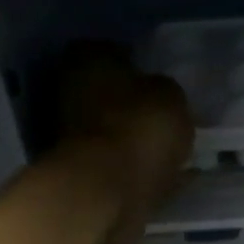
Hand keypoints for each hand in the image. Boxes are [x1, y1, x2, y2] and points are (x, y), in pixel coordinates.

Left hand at [53, 41, 195, 243]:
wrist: (108, 191)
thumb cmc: (139, 128)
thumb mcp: (171, 97)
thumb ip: (167, 91)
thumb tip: (161, 96)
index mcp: (88, 59)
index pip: (115, 51)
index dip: (140, 65)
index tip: (161, 83)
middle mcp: (71, 91)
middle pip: (110, 94)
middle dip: (136, 106)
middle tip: (169, 117)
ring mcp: (74, 136)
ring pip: (115, 131)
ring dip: (137, 140)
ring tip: (173, 149)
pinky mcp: (84, 173)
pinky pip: (121, 165)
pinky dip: (141, 170)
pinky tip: (169, 176)